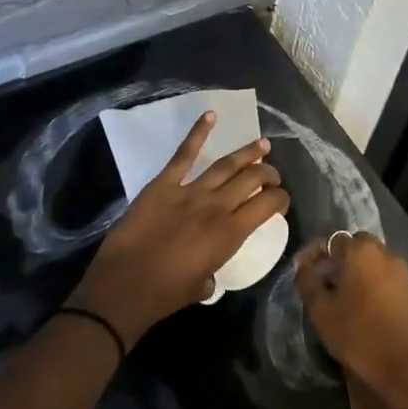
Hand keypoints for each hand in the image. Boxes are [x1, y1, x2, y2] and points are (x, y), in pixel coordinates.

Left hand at [73, 111, 289, 346]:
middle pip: (251, 179)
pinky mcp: (163, 183)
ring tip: (262, 144)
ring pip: (226, 164)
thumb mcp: (202, 286)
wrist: (126, 284)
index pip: (268, 206)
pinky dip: (198, 132)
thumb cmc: (166, 294)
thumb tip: (208, 269)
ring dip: (247, 153)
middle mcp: (216, 206)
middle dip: (268, 173)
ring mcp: (189, 191)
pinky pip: (184, 154)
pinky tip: (210, 115)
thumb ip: (212, 270)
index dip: (280, 199)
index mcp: (230, 234)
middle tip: (273, 173)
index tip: (281, 199)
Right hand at [295, 233, 407, 408]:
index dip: (313, 255)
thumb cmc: (361, 336)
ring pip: (373, 264)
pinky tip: (367, 309)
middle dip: (337, 262)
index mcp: (360, 251)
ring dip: (357, 274)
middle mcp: (385, 253)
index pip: (330, 240)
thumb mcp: (322, 311)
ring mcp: (404, 272)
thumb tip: (303, 266)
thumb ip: (308, 282)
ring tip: (344, 298)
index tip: (302, 271)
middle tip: (324, 284)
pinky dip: (374, 287)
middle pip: (354, 249)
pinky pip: (387, 280)